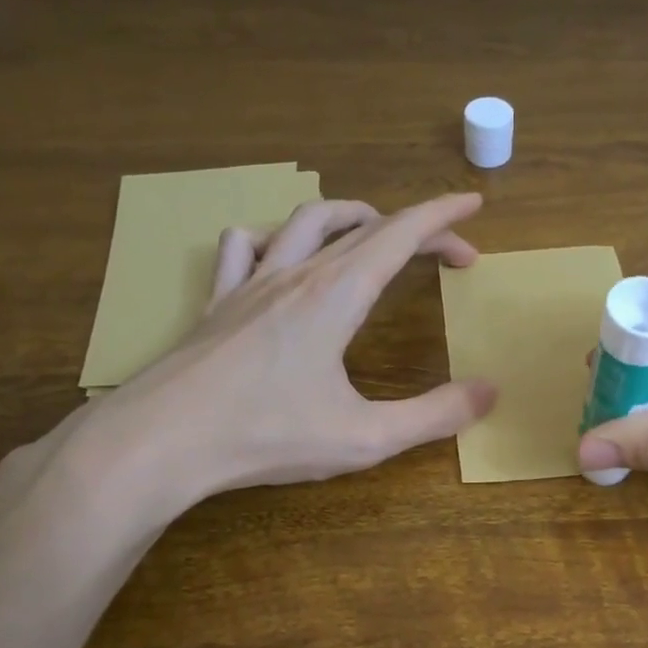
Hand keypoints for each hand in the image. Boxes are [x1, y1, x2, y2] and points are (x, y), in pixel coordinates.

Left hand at [60, 193, 496, 530]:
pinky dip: (272, 239)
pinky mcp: (216, 303)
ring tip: (371, 234)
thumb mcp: (365, 437)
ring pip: (304, 221)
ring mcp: (248, 283)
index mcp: (336, 295)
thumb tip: (488, 393)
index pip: (400, 235)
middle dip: (415, 228)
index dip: (442, 216)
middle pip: (364, 227)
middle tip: (447, 252)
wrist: (160, 442)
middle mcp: (295, 275)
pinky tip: (277, 257)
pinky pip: (243, 247)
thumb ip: (433, 415)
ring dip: (349, 217)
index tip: (472, 204)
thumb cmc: (266, 436)